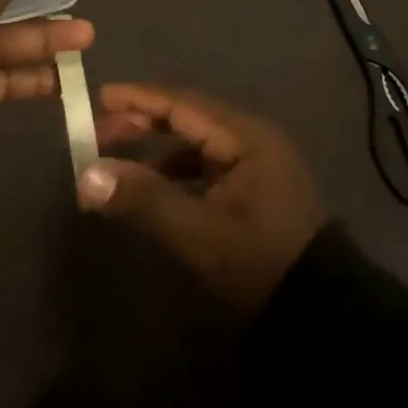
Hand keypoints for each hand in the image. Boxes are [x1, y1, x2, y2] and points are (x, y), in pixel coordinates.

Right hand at [76, 83, 325, 315]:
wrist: (320, 312)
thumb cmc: (260, 263)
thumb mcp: (200, 234)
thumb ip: (145, 200)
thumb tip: (87, 175)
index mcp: (246, 136)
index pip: (183, 104)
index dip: (140, 98)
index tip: (100, 95)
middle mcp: (252, 137)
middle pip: (188, 116)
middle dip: (143, 121)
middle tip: (98, 132)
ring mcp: (255, 161)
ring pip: (195, 140)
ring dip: (156, 146)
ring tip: (116, 159)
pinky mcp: (253, 185)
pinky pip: (205, 163)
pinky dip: (175, 169)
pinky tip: (152, 187)